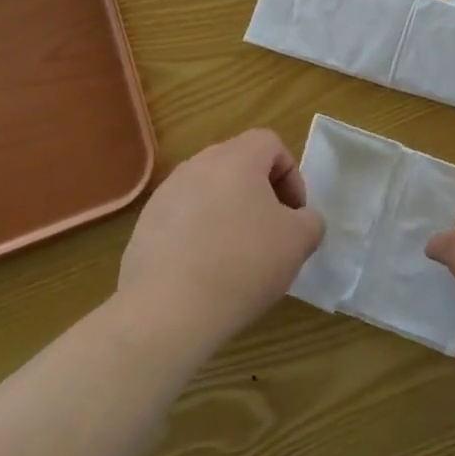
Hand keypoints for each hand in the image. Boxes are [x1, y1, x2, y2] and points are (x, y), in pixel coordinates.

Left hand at [117, 129, 323, 352]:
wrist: (168, 311)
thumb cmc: (243, 264)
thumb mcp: (299, 242)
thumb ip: (310, 221)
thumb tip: (300, 221)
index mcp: (236, 158)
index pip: (271, 144)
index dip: (291, 176)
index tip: (295, 214)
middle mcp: (197, 165)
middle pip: (238, 165)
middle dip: (260, 194)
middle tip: (271, 233)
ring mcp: (165, 194)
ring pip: (209, 192)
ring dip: (228, 214)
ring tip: (236, 256)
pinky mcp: (144, 225)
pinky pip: (183, 219)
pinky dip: (199, 235)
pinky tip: (205, 272)